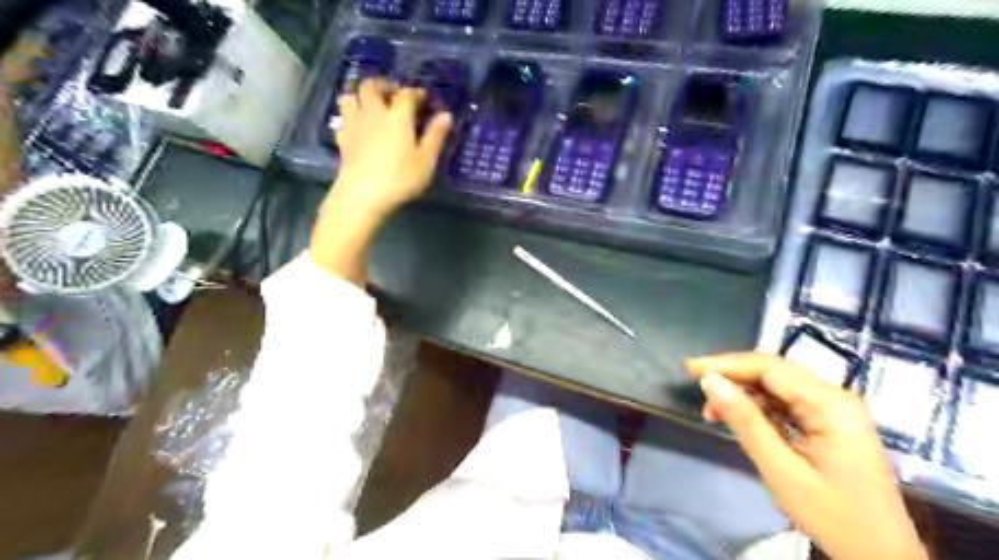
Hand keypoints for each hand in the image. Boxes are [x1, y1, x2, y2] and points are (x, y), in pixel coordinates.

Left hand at [310, 78, 453, 286]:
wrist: (362, 195)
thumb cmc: (400, 178)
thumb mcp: (426, 161)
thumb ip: (435, 136)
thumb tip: (446, 115)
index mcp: (397, 116)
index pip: (407, 94)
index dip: (416, 93)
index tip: (424, 97)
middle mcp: (374, 113)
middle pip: (371, 87)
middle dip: (383, 85)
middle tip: (393, 93)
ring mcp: (354, 125)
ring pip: (350, 98)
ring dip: (360, 96)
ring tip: (371, 105)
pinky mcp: (342, 140)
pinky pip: (343, 119)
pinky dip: (350, 117)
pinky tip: (356, 126)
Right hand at [687, 353, 928, 559]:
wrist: (882, 557)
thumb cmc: (833, 517)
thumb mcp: (781, 469)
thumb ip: (745, 421)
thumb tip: (710, 381)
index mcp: (831, 405)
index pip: (770, 368)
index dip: (727, 364)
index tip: (691, 369)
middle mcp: (835, 397)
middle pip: (774, 372)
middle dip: (732, 376)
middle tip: (698, 388)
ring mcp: (834, 409)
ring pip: (777, 385)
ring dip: (743, 393)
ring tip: (713, 411)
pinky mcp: (829, 422)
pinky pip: (786, 402)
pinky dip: (758, 407)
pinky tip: (739, 418)